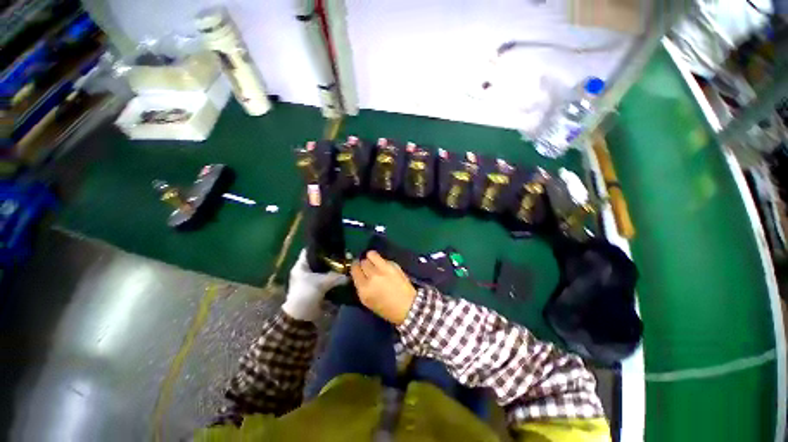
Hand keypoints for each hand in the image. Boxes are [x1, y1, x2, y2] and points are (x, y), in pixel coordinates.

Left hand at [283, 249, 347, 320]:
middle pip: (319, 260)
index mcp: (301, 266)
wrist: (301, 316)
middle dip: (331, 258)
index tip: (332, 243)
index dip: (320, 246)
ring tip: (345, 263)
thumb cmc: (306, 294)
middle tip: (344, 254)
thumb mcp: (322, 283)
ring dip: (333, 269)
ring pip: (324, 270)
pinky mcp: (316, 288)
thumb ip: (337, 276)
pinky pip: (326, 279)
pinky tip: (343, 275)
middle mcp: (305, 271)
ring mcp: (310, 280)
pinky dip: (333, 278)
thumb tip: (349, 274)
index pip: (309, 250)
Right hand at [350, 251, 416, 324]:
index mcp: (364, 289)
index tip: (357, 267)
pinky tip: (385, 267)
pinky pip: (383, 258)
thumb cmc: (386, 308)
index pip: (354, 269)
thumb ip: (361, 286)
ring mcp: (384, 269)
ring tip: (374, 262)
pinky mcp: (394, 265)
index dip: (355, 267)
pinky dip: (382, 261)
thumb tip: (359, 274)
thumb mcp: (368, 301)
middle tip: (367, 267)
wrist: (407, 306)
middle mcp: (372, 277)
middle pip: (363, 262)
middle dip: (364, 264)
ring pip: (371, 255)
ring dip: (371, 258)